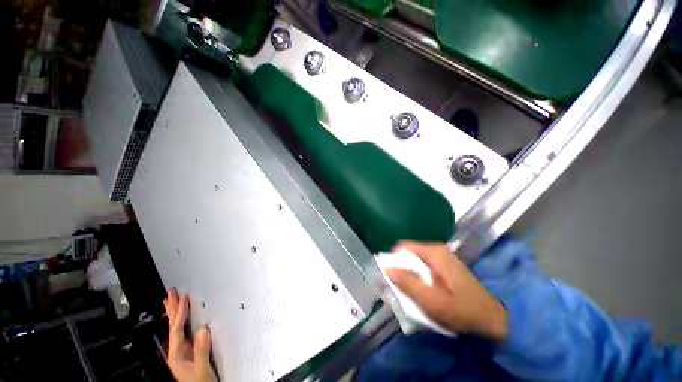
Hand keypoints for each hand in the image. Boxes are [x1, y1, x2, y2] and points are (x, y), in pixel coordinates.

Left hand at [163, 288, 217, 381]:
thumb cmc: (201, 381)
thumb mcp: (202, 368)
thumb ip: (201, 350)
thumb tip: (203, 330)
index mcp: (177, 354)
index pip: (177, 329)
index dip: (180, 314)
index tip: (184, 299)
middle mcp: (176, 350)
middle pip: (172, 326)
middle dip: (171, 309)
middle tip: (170, 292)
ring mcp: (180, 350)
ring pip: (174, 327)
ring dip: (173, 312)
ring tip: (170, 300)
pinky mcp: (187, 350)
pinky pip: (181, 331)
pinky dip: (179, 321)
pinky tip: (179, 317)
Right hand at [386, 241, 507, 341]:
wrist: (492, 319)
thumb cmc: (462, 310)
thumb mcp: (431, 300)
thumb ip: (407, 283)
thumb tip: (386, 268)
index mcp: (433, 252)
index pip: (402, 247)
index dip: (393, 260)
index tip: (392, 278)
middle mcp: (437, 249)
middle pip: (409, 253)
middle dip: (401, 269)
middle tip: (401, 289)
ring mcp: (442, 257)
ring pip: (415, 261)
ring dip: (410, 275)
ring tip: (412, 293)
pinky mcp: (445, 265)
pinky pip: (423, 266)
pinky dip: (418, 277)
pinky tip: (424, 291)